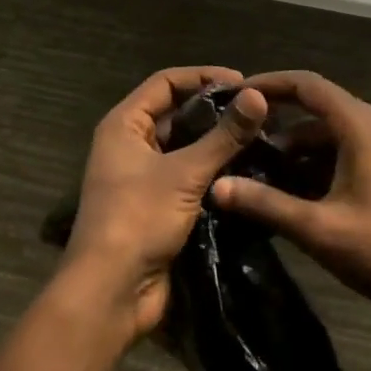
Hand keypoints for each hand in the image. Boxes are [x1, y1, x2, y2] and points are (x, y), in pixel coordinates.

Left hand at [64, 67, 267, 341]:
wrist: (110, 294)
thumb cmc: (138, 219)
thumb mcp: (184, 174)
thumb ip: (223, 136)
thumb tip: (259, 96)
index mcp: (125, 125)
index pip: (166, 82)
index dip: (203, 76)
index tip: (243, 82)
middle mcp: (131, 144)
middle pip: (177, 113)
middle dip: (215, 111)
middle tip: (258, 113)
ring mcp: (143, 177)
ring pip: (186, 147)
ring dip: (217, 143)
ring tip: (260, 139)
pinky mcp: (158, 206)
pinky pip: (189, 177)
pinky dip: (214, 172)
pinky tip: (247, 172)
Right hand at [211, 71, 370, 327]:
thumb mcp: (319, 229)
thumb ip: (266, 205)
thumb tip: (217, 187)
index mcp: (360, 125)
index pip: (307, 84)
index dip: (270, 83)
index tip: (237, 94)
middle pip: (319, 110)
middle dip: (279, 124)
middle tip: (242, 140)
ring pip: (334, 137)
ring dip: (300, 151)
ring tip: (263, 174)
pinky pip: (350, 155)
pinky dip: (321, 166)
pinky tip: (299, 197)